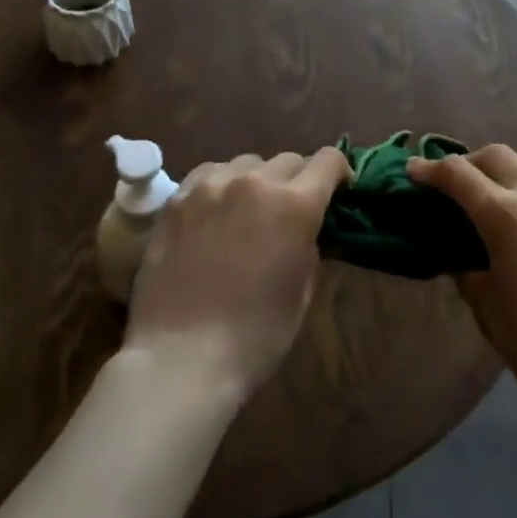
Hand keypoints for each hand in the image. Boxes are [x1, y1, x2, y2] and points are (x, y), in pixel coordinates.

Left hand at [123, 149, 350, 400]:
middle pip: (289, 160)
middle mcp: (256, 181)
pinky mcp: (178, 197)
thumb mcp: (302, 292)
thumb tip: (307, 229)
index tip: (338, 192)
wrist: (181, 357)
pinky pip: (209, 173)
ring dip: (258, 181)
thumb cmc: (255, 336)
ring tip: (249, 211)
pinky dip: (221, 184)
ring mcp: (212, 185)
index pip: (328, 160)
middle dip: (298, 181)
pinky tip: (215, 211)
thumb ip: (310, 246)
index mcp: (296, 204)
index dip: (338, 173)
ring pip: (248, 163)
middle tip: (290, 211)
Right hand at [409, 145, 516, 427]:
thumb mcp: (490, 313)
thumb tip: (464, 255)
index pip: (457, 174)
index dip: (430, 169)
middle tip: (462, 185)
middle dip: (472, 165)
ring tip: (514, 196)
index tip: (415, 170)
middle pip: (496, 155)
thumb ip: (470, 272)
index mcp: (504, 215)